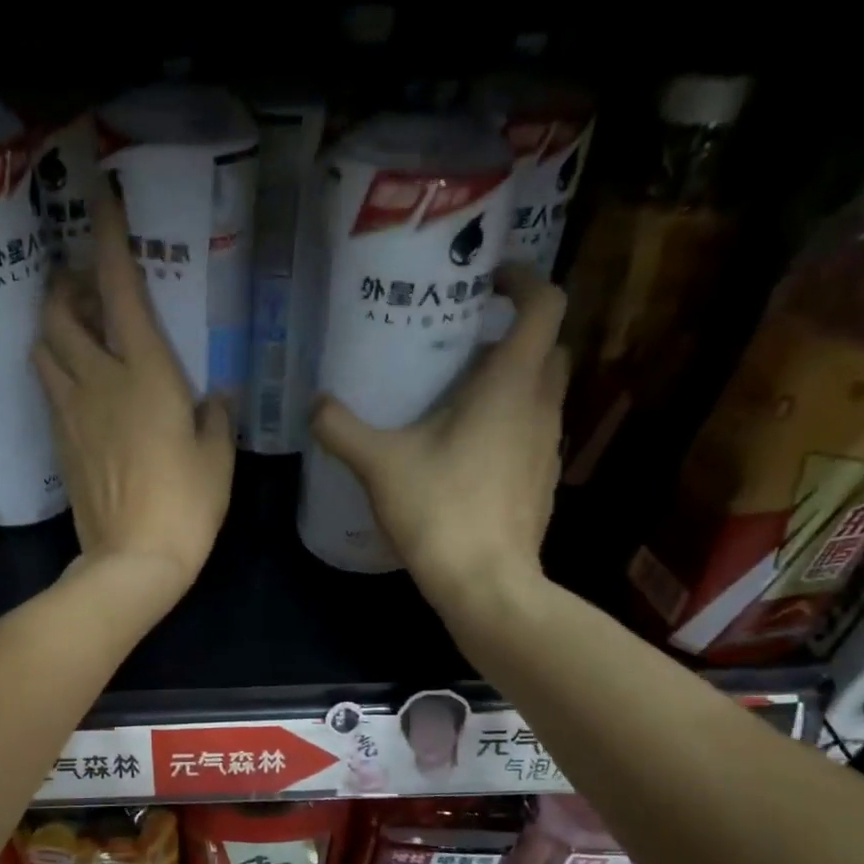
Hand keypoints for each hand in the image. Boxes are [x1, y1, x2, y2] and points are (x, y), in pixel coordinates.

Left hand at [34, 190, 234, 600]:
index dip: (108, 240)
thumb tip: (211, 397)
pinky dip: (57, 372)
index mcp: (145, 373)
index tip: (100, 201)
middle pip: (60, 313)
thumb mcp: (217, 458)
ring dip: (53, 328)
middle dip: (65, 285)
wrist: (133, 559)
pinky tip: (77, 384)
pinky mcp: (59, 443)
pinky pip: (49, 391)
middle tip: (83, 284)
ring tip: (75, 330)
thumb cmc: (187, 505)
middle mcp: (99, 380)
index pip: (119, 290)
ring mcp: (71, 412)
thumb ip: (215, 417)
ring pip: (43, 350)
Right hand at [311, 267, 568, 610]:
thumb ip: (342, 428)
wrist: (485, 583)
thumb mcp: (379, 464)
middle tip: (464, 344)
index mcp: (510, 384)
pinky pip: (533, 431)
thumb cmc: (439, 509)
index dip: (523, 280)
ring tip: (458, 398)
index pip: (545, 305)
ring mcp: (548, 446)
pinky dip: (509, 424)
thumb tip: (315, 404)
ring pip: (541, 392)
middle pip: (547, 347)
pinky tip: (466, 451)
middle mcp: (541, 406)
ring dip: (511, 382)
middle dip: (514, 334)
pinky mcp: (542, 480)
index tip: (489, 280)